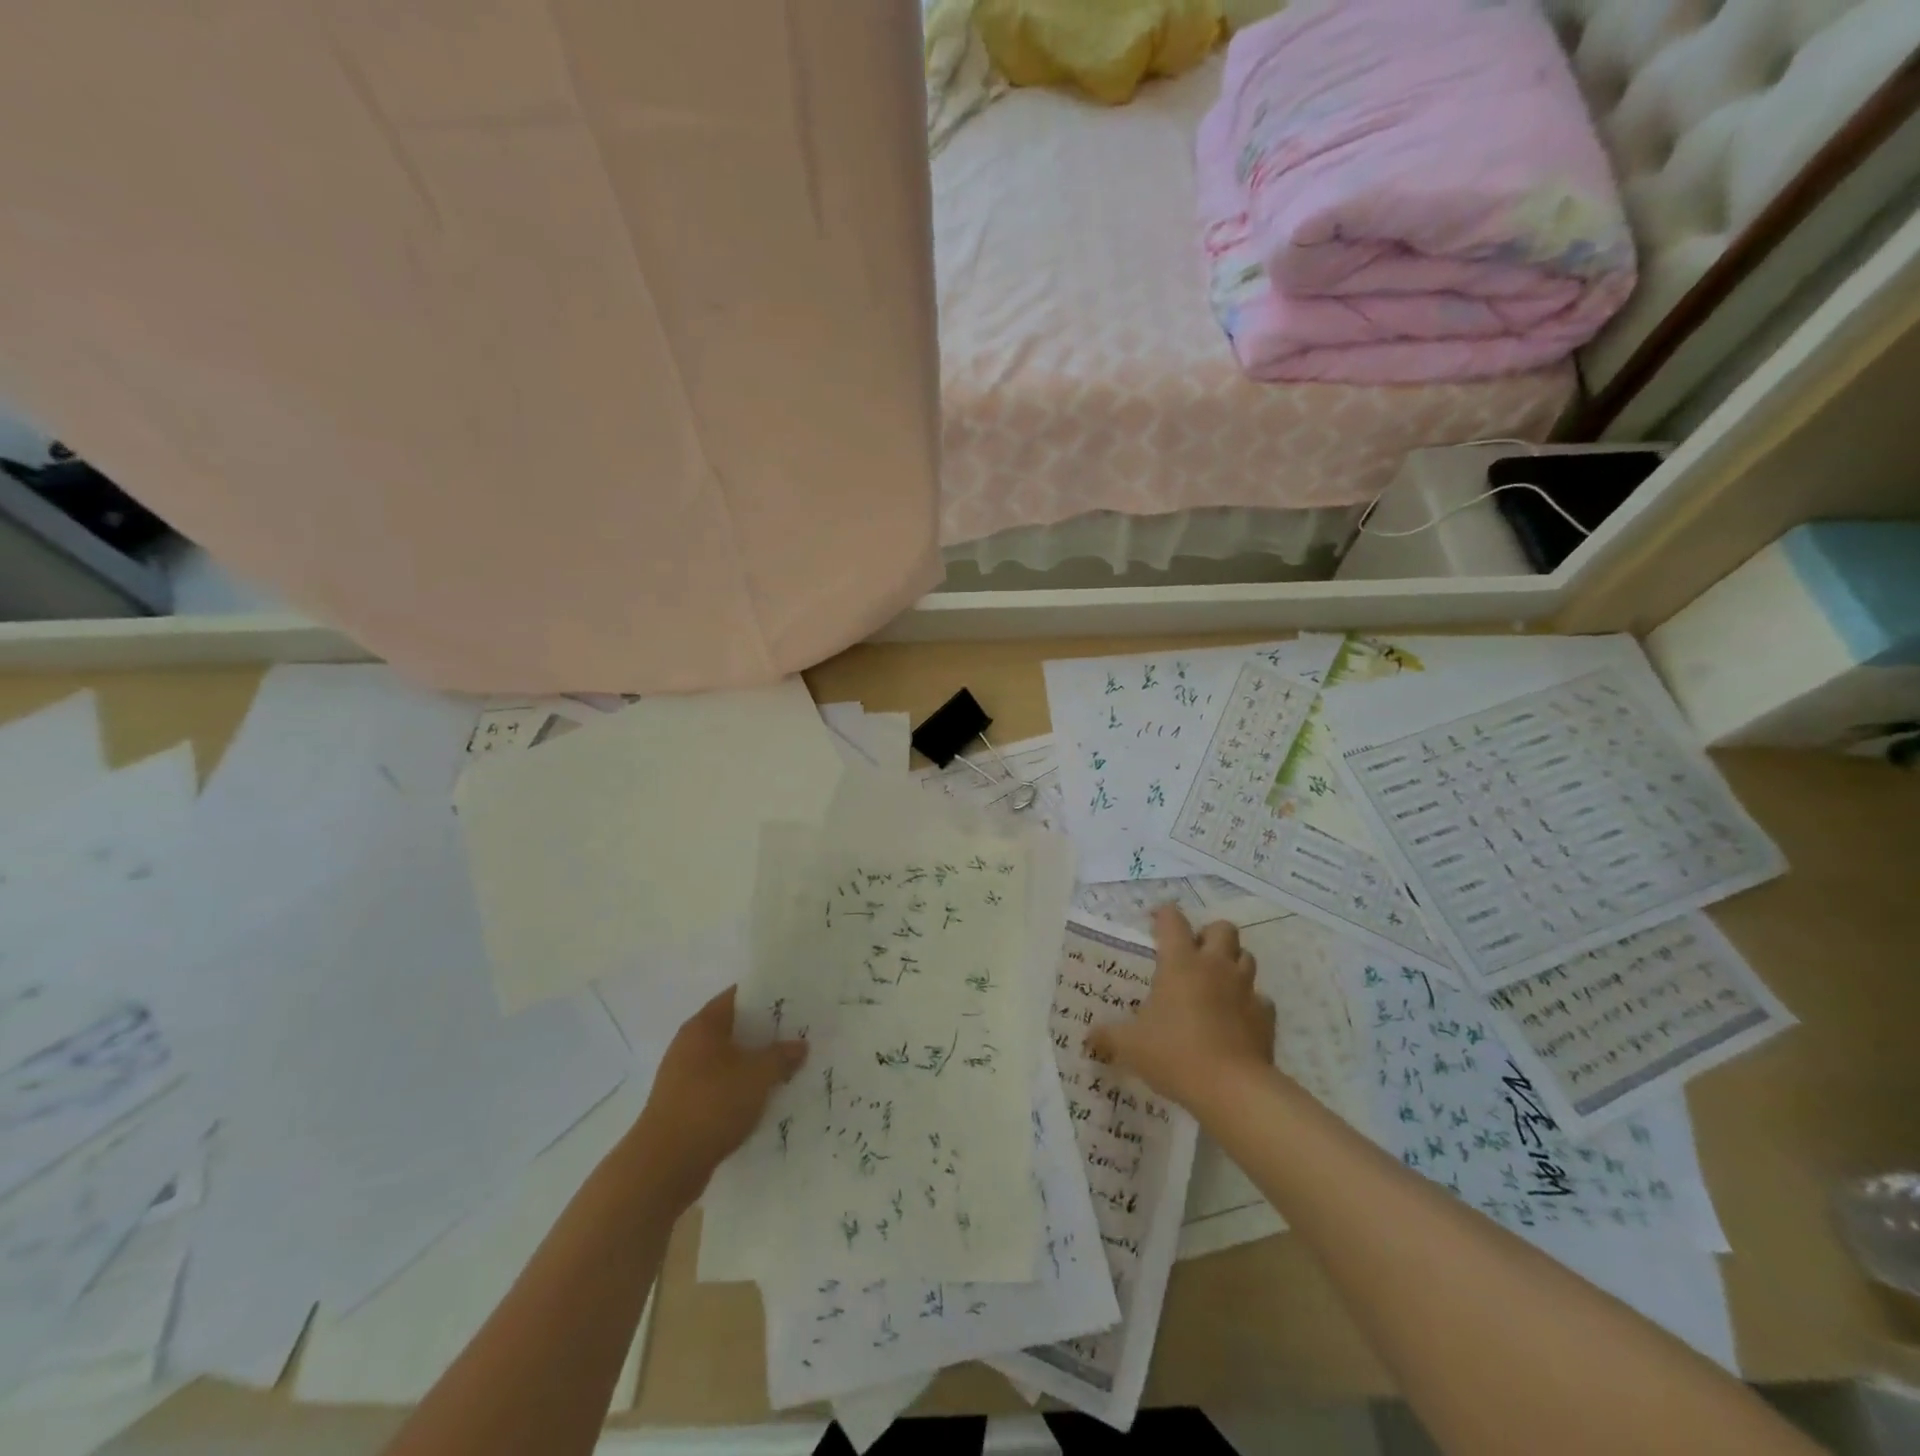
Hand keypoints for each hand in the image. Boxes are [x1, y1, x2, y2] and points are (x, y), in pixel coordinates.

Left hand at [628, 987, 807, 1206]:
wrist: (664, 1166)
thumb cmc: (712, 1104)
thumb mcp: (758, 1076)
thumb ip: (782, 1056)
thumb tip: (800, 1045)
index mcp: (703, 1026)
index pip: (737, 996)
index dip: (766, 996)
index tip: (793, 1001)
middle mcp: (689, 1045)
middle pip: (733, 1029)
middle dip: (764, 1033)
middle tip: (798, 1035)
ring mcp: (683, 1077)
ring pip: (728, 1060)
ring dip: (753, 1064)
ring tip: (787, 1068)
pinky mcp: (684, 1106)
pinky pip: (720, 1087)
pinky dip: (740, 1089)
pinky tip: (763, 1100)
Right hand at [1087, 904, 1275, 1112]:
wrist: (1232, 1088)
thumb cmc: (1174, 1053)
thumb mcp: (1130, 1045)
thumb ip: (1108, 1036)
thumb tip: (1088, 1039)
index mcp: (1180, 963)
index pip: (1172, 920)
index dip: (1163, 915)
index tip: (1154, 922)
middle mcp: (1215, 966)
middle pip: (1222, 929)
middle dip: (1209, 935)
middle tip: (1193, 954)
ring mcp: (1245, 989)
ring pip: (1246, 957)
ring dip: (1232, 963)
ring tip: (1215, 982)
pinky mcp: (1265, 1016)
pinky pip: (1260, 998)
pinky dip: (1249, 1003)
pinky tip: (1236, 1018)